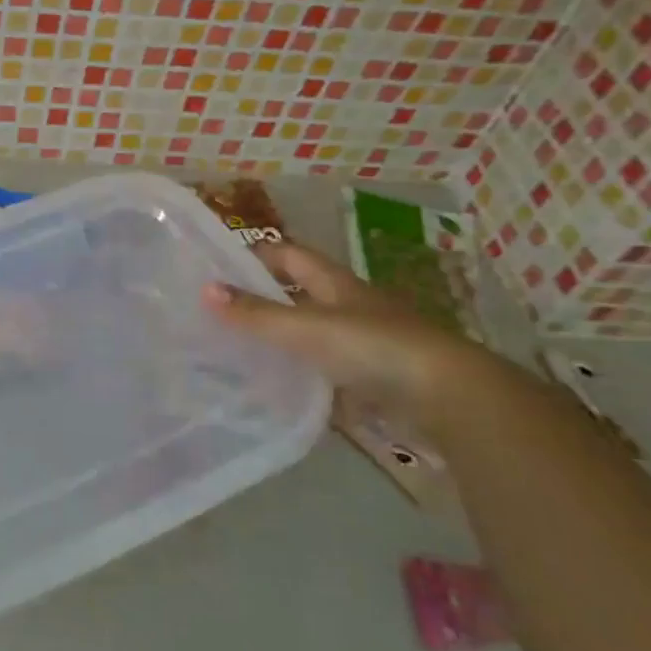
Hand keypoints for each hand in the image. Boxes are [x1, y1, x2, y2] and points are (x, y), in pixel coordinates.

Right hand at [203, 242, 492, 419]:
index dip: (259, 254)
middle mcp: (351, 307)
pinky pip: (327, 372)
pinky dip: (302, 376)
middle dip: (265, 298)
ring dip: (282, 339)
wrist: (445, 396)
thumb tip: (205, 289)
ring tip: (237, 351)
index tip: (222, 264)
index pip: (291, 255)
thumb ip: (256, 314)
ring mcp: (365, 343)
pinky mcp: (373, 380)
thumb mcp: (306, 328)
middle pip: (302, 294)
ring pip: (313, 334)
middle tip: (221, 310)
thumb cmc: (372, 346)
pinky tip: (277, 389)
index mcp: (336, 284)